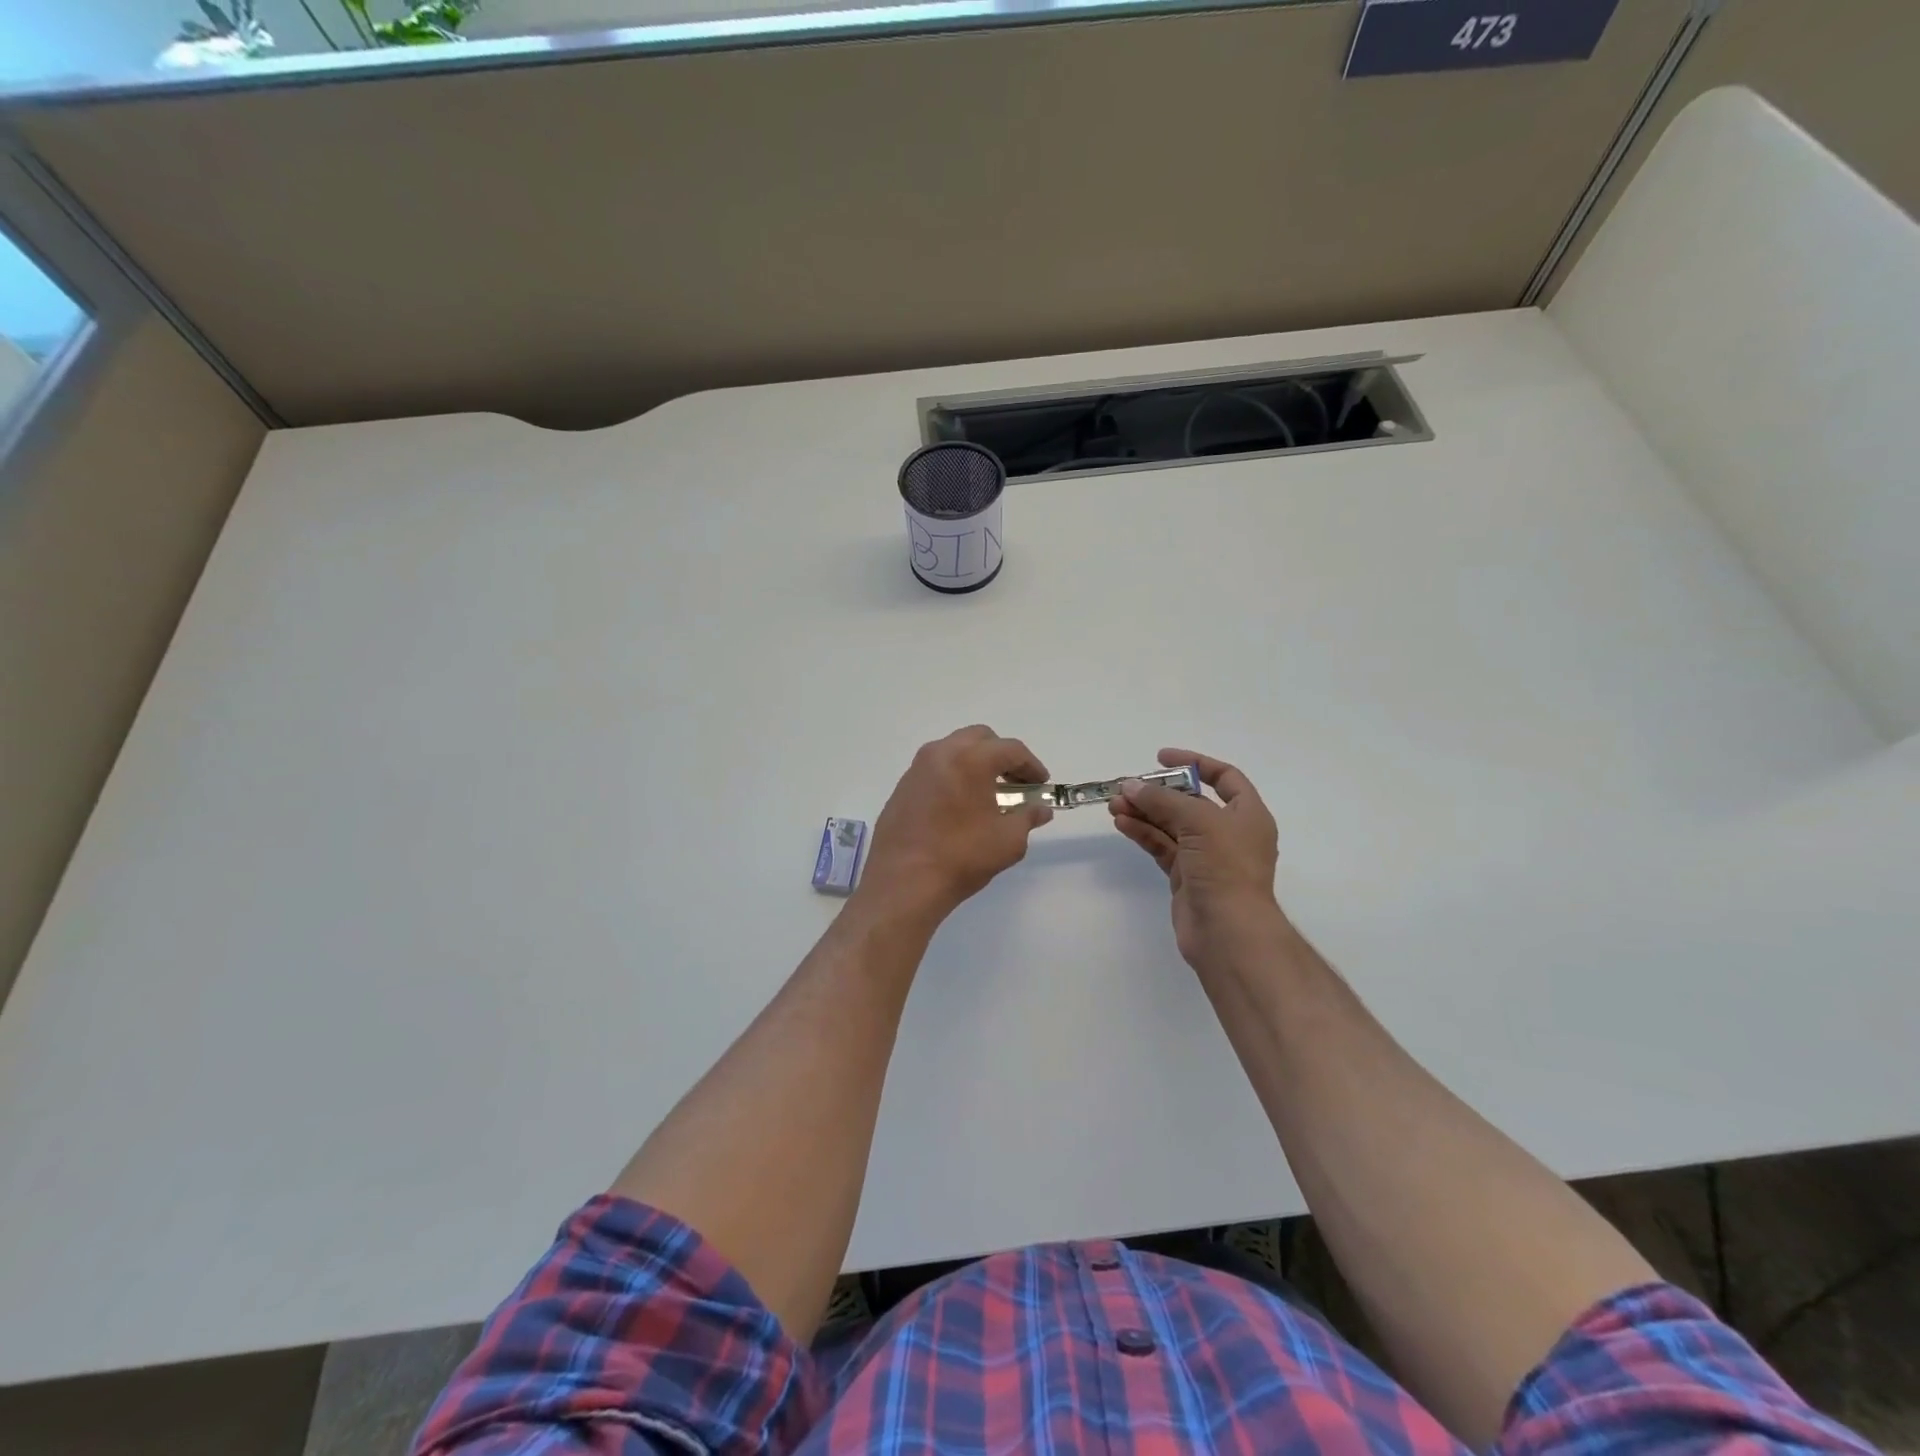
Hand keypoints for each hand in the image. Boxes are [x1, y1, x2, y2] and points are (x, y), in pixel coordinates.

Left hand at [854, 726, 1052, 923]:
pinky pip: (935, 768)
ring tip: (988, 792)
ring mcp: (917, 768)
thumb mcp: (1008, 841)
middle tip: (1016, 782)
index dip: (1032, 765)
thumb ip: (1027, 818)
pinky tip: (960, 803)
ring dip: (975, 762)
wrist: (904, 881)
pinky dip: (953, 775)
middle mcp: (942, 753)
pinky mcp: (902, 786)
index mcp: (971, 760)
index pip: (1010, 749)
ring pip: (954, 749)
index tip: (1041, 783)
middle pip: (980, 739)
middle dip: (1002, 755)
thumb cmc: (962, 857)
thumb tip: (1040, 810)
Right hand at [1110, 749, 1285, 971]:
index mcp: (1247, 814)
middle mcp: (1228, 832)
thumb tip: (1131, 787)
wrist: (1228, 931)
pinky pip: (1162, 846)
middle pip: (1190, 802)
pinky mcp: (1185, 876)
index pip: (1224, 777)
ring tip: (1114, 805)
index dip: (1195, 762)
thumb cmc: (1226, 867)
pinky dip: (1143, 834)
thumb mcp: (1199, 821)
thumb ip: (1163, 800)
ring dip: (1144, 813)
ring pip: (1171, 825)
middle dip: (1158, 793)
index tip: (1161, 758)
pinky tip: (1122, 824)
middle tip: (1126, 787)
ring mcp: (1206, 856)